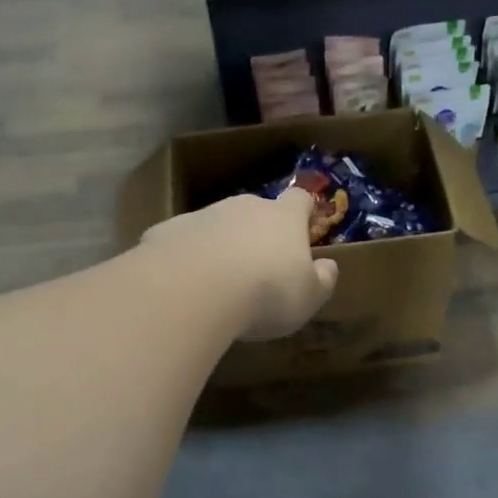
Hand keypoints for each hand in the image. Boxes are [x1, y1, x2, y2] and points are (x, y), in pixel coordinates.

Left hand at [138, 188, 338, 340]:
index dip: (304, 210)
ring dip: (221, 244)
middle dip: (258, 231)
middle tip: (259, 266)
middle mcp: (244, 206)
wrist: (193, 289)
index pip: (300, 200)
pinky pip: (184, 241)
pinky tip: (185, 285)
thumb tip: (329, 266)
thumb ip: (322, 280)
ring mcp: (203, 214)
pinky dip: (187, 257)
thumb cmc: (266, 293)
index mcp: (283, 218)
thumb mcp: (308, 298)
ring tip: (219, 282)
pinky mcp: (168, 230)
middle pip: (256, 210)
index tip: (305, 222)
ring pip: (218, 224)